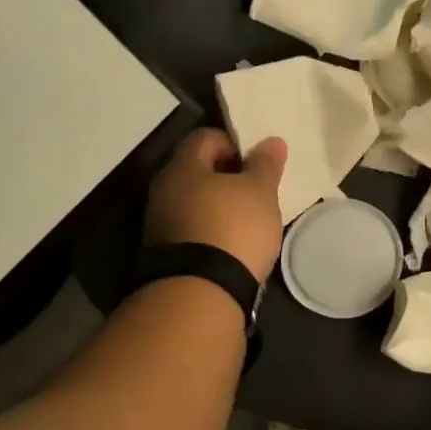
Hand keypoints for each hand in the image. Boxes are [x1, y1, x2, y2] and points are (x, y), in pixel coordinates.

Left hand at [144, 129, 286, 283]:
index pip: (205, 137)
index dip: (233, 143)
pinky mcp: (163, 253)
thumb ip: (265, 165)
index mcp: (183, 166)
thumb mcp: (260, 192)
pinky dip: (209, 230)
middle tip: (254, 191)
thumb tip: (272, 141)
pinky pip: (190, 229)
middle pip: (196, 170)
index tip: (255, 164)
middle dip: (225, 176)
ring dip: (216, 205)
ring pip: (192, 201)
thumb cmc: (233, 228)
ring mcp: (159, 223)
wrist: (201, 292)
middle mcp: (163, 189)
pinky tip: (230, 245)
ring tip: (246, 221)